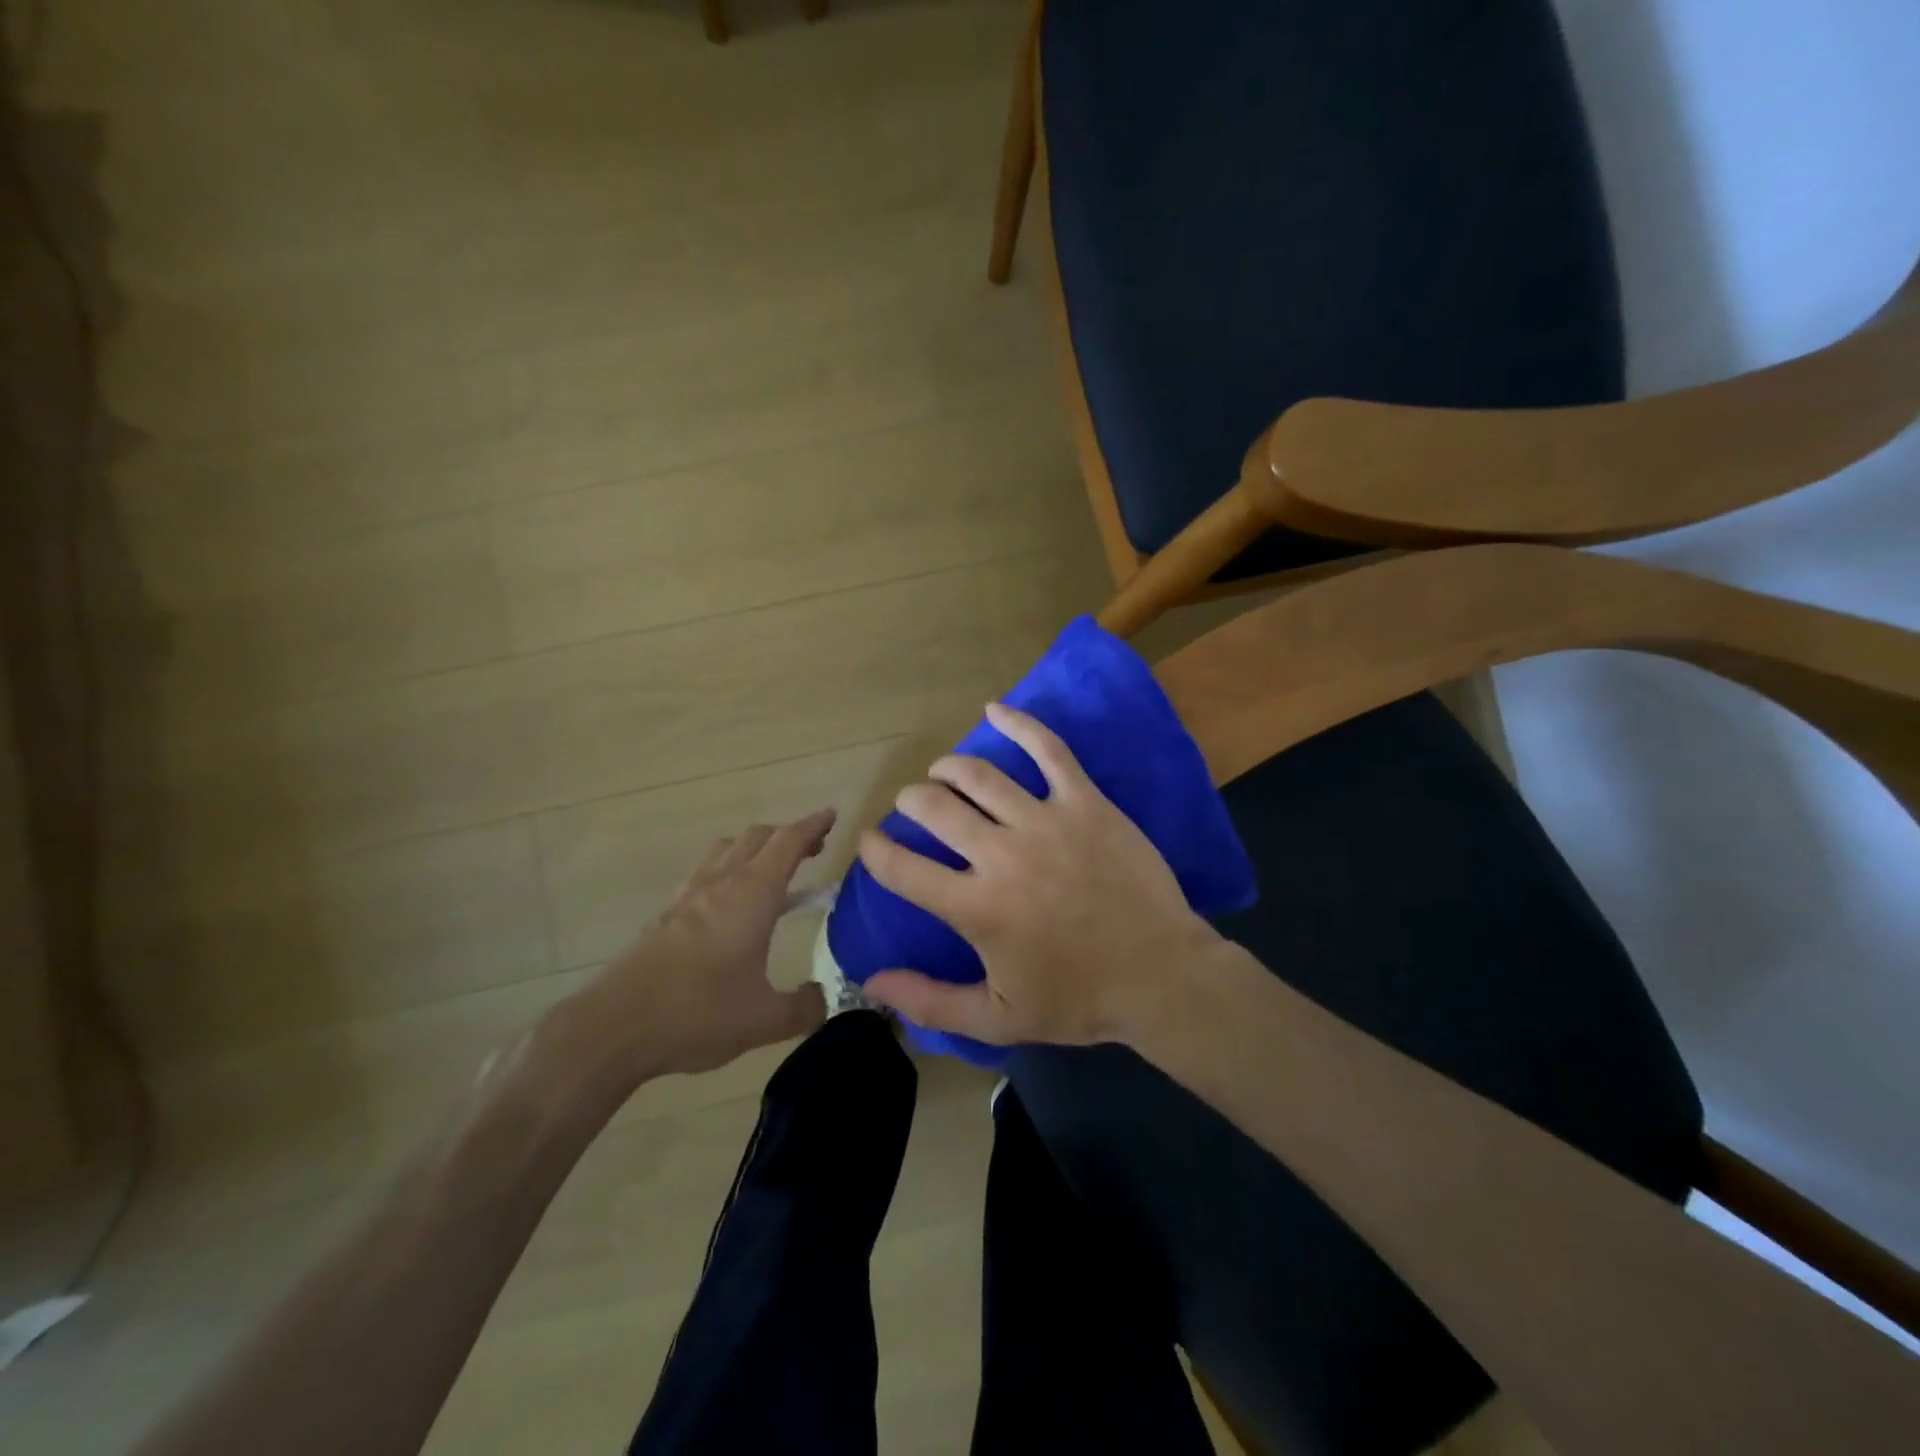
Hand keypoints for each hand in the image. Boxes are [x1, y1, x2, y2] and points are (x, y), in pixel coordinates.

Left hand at [549, 811, 834, 1090]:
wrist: (615, 1026)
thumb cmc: (698, 1013)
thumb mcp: (765, 1020)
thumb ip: (804, 1007)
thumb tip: (824, 998)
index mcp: (753, 894)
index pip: (788, 842)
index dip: (812, 825)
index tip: (832, 816)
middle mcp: (722, 882)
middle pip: (758, 837)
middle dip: (789, 835)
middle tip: (812, 849)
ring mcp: (690, 895)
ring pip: (727, 848)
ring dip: (755, 847)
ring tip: (772, 868)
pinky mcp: (668, 913)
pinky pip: (705, 871)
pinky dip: (728, 868)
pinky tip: (730, 901)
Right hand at [859, 703, 1222, 1046]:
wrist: (1161, 975)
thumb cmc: (1078, 1000)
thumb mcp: (997, 1018)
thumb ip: (929, 1000)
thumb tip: (871, 980)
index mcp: (976, 907)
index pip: (900, 867)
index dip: (874, 850)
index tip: (870, 842)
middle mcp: (1001, 855)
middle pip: (933, 807)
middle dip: (910, 802)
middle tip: (913, 808)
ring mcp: (1045, 821)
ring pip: (977, 774)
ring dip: (947, 768)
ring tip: (941, 773)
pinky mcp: (1084, 802)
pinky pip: (1047, 749)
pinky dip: (1017, 723)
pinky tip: (994, 710)